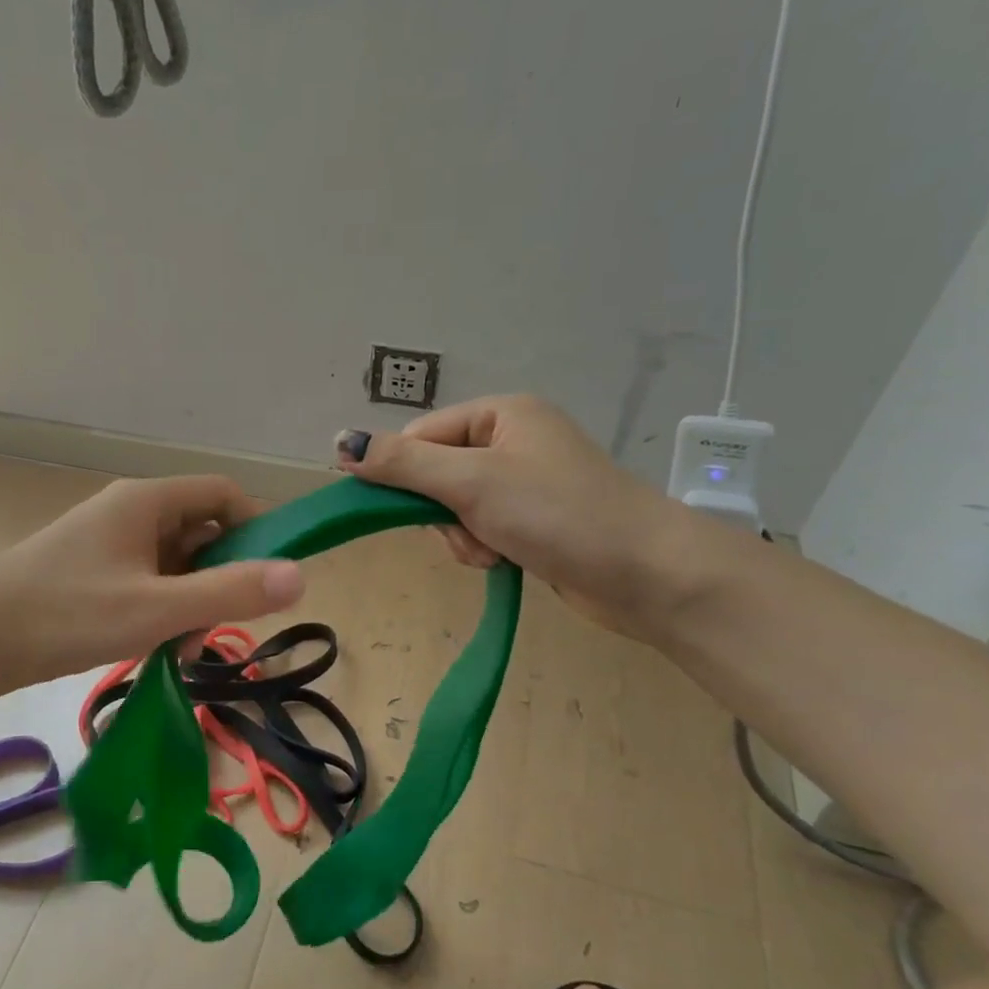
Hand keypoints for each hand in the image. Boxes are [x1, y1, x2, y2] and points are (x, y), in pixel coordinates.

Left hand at [0, 475, 304, 686]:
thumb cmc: (67, 614)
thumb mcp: (156, 608)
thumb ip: (229, 593)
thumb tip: (300, 576)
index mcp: (148, 501)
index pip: (223, 494)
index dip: (256, 527)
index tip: (271, 576)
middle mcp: (131, 512)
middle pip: (202, 531)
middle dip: (221, 578)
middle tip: (219, 627)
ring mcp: (110, 543)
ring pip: (176, 563)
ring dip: (191, 602)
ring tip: (180, 649)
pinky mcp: (94, 572)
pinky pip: (148, 581)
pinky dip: (162, 611)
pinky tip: (154, 649)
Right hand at [335, 396, 689, 637]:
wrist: (649, 575)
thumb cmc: (558, 513)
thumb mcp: (471, 482)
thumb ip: (402, 463)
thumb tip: (340, 442)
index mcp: (501, 414)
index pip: (421, 436)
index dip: (405, 474)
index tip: (408, 512)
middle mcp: (512, 440)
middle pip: (435, 473)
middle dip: (440, 512)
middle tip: (467, 533)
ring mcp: (525, 482)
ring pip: (454, 506)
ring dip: (461, 535)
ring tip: (492, 551)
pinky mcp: (534, 519)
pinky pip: (481, 527)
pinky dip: (482, 547)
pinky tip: (503, 561)